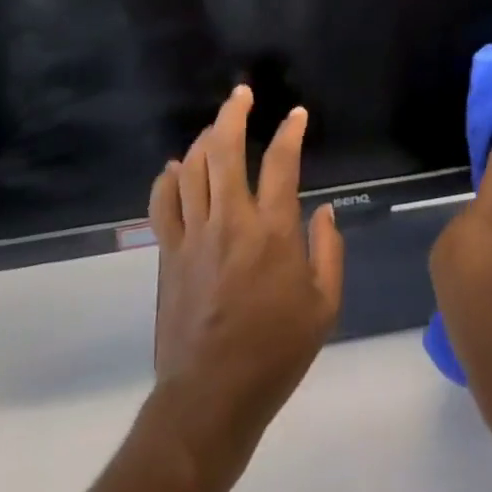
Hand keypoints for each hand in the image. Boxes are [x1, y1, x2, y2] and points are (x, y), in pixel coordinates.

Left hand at [147, 86, 344, 467]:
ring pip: (193, 167)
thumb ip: (329, 251)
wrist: (210, 398)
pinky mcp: (168, 253)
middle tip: (241, 94)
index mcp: (272, 231)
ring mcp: (194, 234)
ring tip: (215, 127)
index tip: (296, 115)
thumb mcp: (323, 308)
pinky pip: (163, 202)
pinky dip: (167, 178)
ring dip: (204, 138)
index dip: (291, 131)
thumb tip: (327, 209)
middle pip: (225, 149)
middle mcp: (231, 220)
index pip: (282, 162)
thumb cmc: (274, 353)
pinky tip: (175, 167)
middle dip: (233, 113)